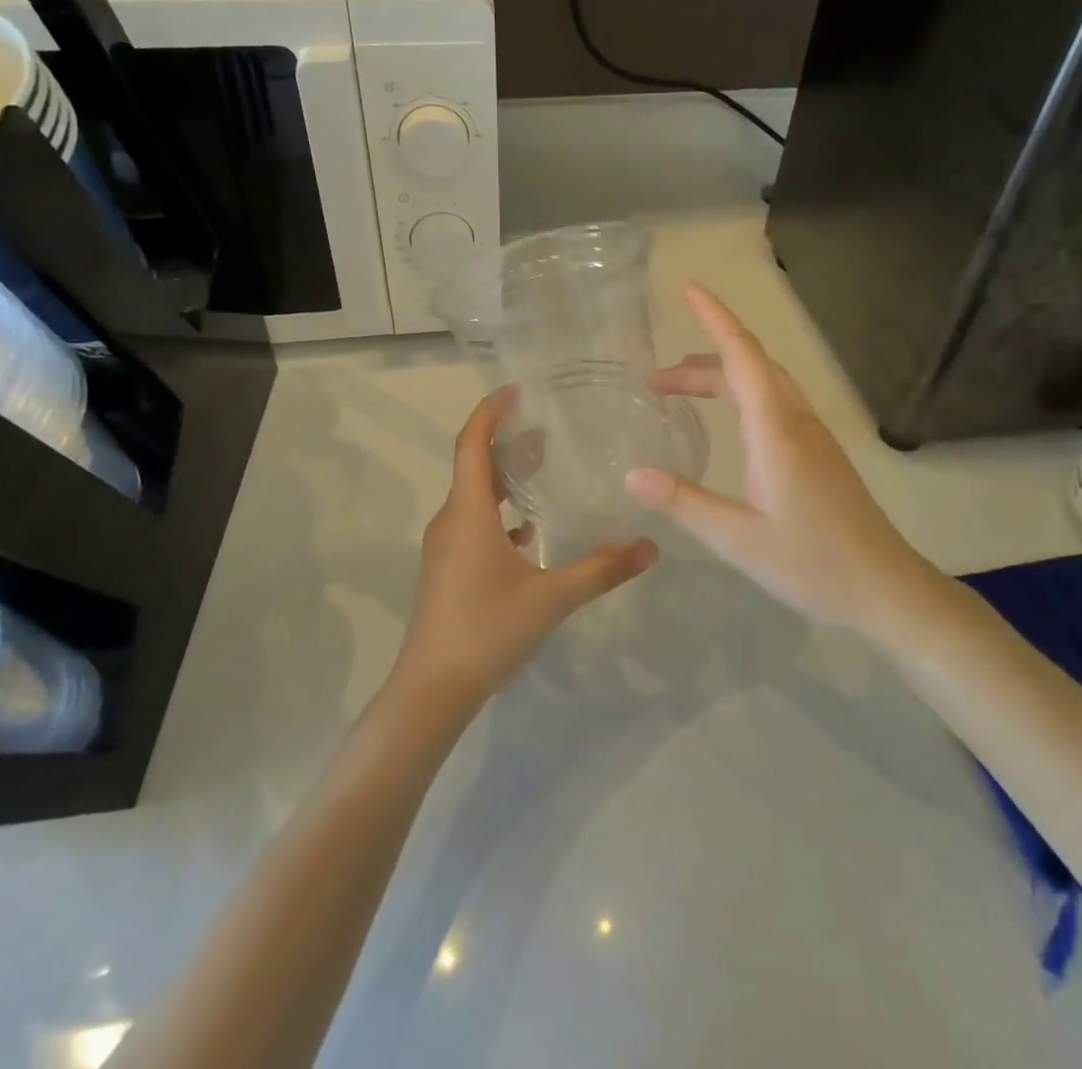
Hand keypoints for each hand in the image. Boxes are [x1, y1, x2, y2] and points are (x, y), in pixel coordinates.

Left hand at [392, 387, 658, 711]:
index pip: (472, 443)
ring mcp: (445, 546)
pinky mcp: (447, 569)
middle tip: (547, 427)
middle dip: (506, 440)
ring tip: (543, 469)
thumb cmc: (486, 631)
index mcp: (468, 512)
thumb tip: (650, 546)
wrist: (430, 691)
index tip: (518, 390)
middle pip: (474, 464)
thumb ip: (601, 570)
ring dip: (504, 478)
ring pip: (474, 495)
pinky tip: (529, 533)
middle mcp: (451, 520)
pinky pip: (474, 524)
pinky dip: (500, 514)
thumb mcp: (550, 599)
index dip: (490, 410)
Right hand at [624, 283, 943, 631]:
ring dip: (721, 376)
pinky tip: (727, 421)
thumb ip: (684, 502)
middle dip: (700, 359)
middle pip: (748, 365)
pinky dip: (740, 394)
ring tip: (677, 391)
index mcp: (776, 430)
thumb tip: (631, 473)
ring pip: (764, 383)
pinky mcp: (819, 453)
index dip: (714, 318)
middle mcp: (797, 420)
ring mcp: (813, 435)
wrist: (887, 589)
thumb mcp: (738, 539)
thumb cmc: (813, 564)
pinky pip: (775, 402)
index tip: (688, 289)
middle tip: (653, 380)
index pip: (742, 356)